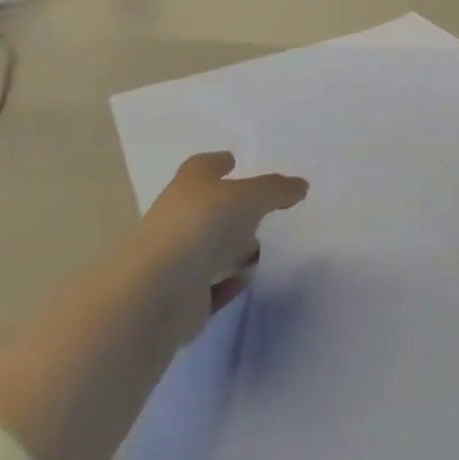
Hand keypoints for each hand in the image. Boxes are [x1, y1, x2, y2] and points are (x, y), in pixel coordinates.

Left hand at [135, 151, 308, 345]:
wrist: (157, 294)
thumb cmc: (203, 226)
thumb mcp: (249, 197)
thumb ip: (276, 190)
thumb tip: (300, 185)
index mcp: (189, 185)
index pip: (202, 166)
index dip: (218, 162)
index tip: (233, 161)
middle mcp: (177, 218)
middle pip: (205, 207)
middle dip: (228, 208)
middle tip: (256, 210)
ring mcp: (175, 259)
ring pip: (206, 248)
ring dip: (228, 248)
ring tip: (258, 248)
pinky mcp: (178, 298)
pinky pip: (209, 285)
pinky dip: (226, 281)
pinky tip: (246, 279)